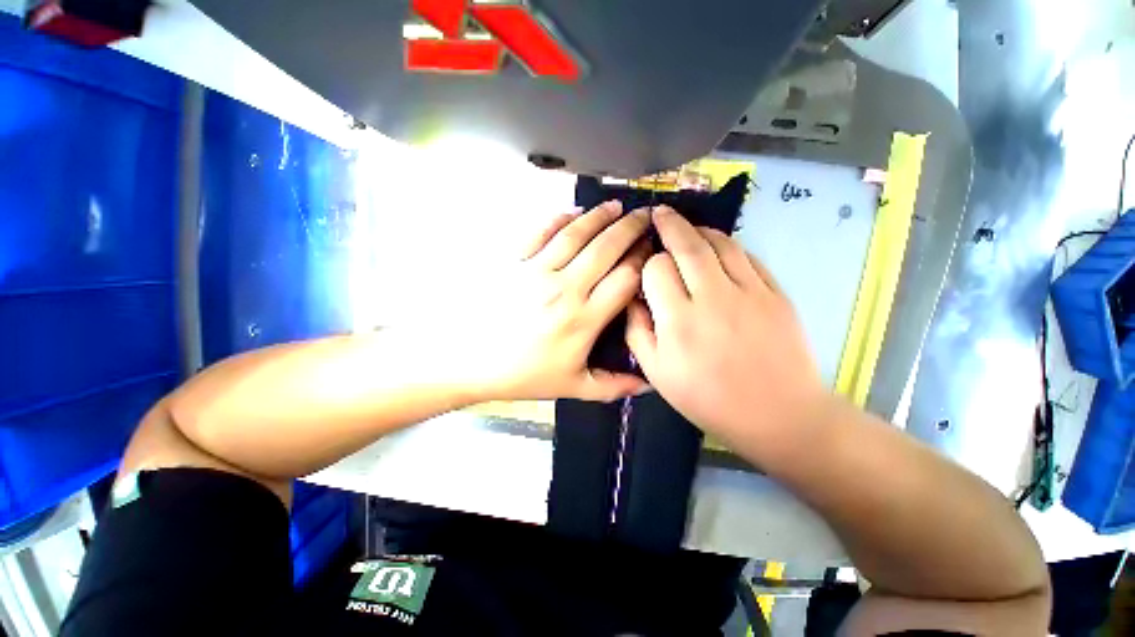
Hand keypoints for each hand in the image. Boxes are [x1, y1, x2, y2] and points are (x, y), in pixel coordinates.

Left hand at [451, 201, 651, 402]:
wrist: (469, 360)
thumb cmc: (523, 375)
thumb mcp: (571, 387)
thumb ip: (612, 386)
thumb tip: (648, 385)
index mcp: (583, 319)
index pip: (625, 279)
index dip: (643, 261)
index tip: (653, 251)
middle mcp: (564, 289)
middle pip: (605, 249)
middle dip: (630, 229)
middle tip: (645, 216)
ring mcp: (536, 271)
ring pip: (576, 235)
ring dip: (599, 217)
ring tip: (616, 206)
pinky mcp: (513, 261)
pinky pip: (540, 232)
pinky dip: (559, 219)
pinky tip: (573, 212)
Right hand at [625, 207, 828, 456]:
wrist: (778, 415)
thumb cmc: (708, 399)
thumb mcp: (657, 373)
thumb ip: (637, 331)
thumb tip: (632, 298)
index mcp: (678, 321)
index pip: (656, 269)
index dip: (647, 263)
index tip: (645, 267)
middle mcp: (712, 298)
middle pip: (687, 245)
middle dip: (669, 224)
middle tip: (659, 213)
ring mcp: (749, 291)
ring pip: (719, 243)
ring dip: (699, 230)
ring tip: (687, 228)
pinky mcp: (776, 293)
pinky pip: (748, 256)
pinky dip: (728, 244)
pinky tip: (718, 247)